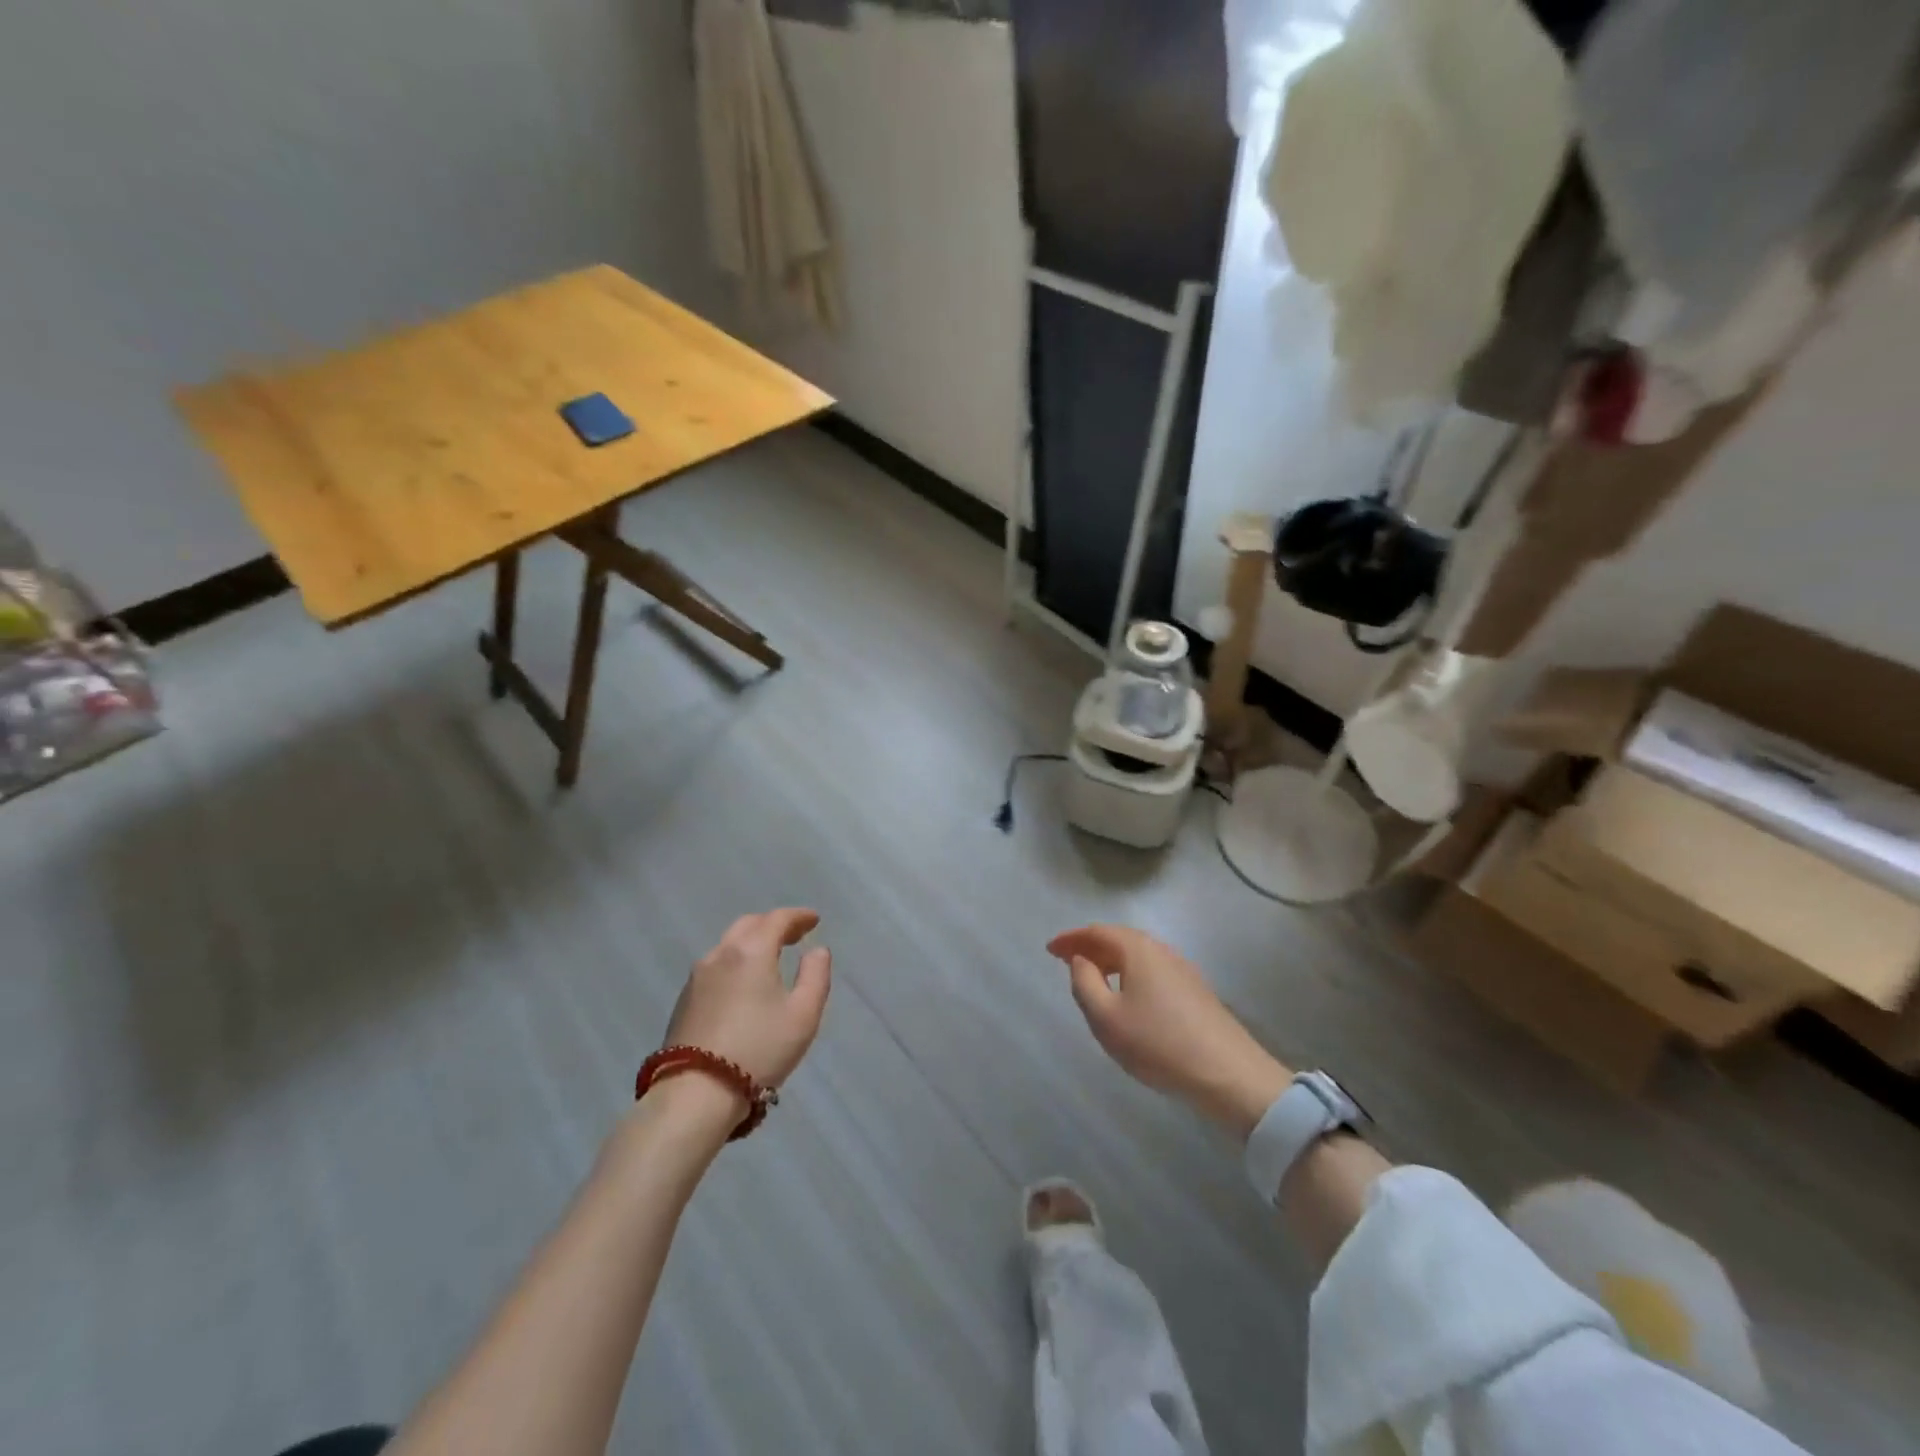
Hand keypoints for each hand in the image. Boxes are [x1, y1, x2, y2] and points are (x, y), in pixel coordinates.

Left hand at [665, 908, 832, 1090]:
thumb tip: (817, 951)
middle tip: (794, 934)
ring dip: (752, 942)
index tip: (814, 920)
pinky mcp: (684, 1001)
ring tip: (770, 957)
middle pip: (749, 925)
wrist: (696, 1094)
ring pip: (728, 945)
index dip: (798, 916)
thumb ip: (816, 976)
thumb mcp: (803, 1014)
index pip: (777, 919)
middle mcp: (720, 954)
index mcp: (751, 951)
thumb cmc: (759, 1049)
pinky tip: (743, 983)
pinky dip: (735, 962)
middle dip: (774, 924)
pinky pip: (715, 966)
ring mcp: (697, 978)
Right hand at [1048, 924, 1291, 1138]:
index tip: (1049, 949)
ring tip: (1092, 977)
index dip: (1071, 938)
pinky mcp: (1195, 991)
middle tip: (1066, 960)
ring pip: (1138, 955)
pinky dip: (1130, 973)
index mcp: (1138, 950)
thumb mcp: (1106, 1018)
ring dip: (1111, 960)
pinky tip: (1127, 996)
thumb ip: (1084, 983)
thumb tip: (1081, 960)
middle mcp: (1161, 950)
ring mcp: (1183, 969)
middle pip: (1119, 939)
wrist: (1228, 1074)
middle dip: (1090, 946)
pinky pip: (1152, 970)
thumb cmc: (1158, 1043)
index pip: (1097, 932)